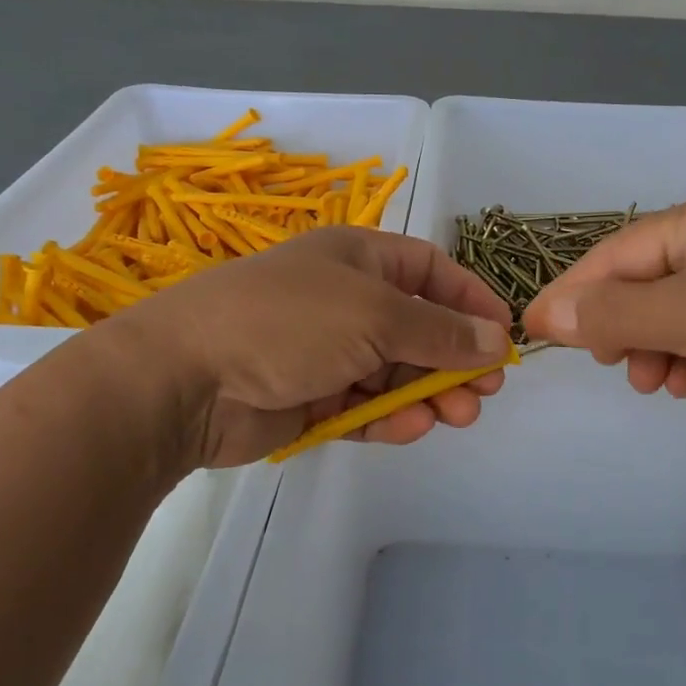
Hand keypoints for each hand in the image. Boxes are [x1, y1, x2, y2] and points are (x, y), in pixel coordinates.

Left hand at [103, 226, 515, 466]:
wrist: (184, 378)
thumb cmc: (288, 322)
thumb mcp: (375, 315)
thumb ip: (439, 331)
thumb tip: (495, 339)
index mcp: (357, 258)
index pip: (429, 271)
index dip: (469, 299)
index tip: (501, 335)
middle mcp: (344, 300)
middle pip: (417, 327)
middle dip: (454, 358)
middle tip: (485, 392)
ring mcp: (325, 350)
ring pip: (394, 372)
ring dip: (428, 393)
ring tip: (458, 416)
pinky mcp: (309, 398)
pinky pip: (363, 405)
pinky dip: (388, 416)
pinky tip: (411, 427)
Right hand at [521, 184, 685, 455]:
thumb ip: (612, 314)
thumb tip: (548, 314)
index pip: (618, 252)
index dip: (573, 291)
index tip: (535, 330)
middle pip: (646, 280)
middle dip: (619, 324)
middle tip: (607, 362)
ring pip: (677, 311)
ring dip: (653, 346)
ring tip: (653, 382)